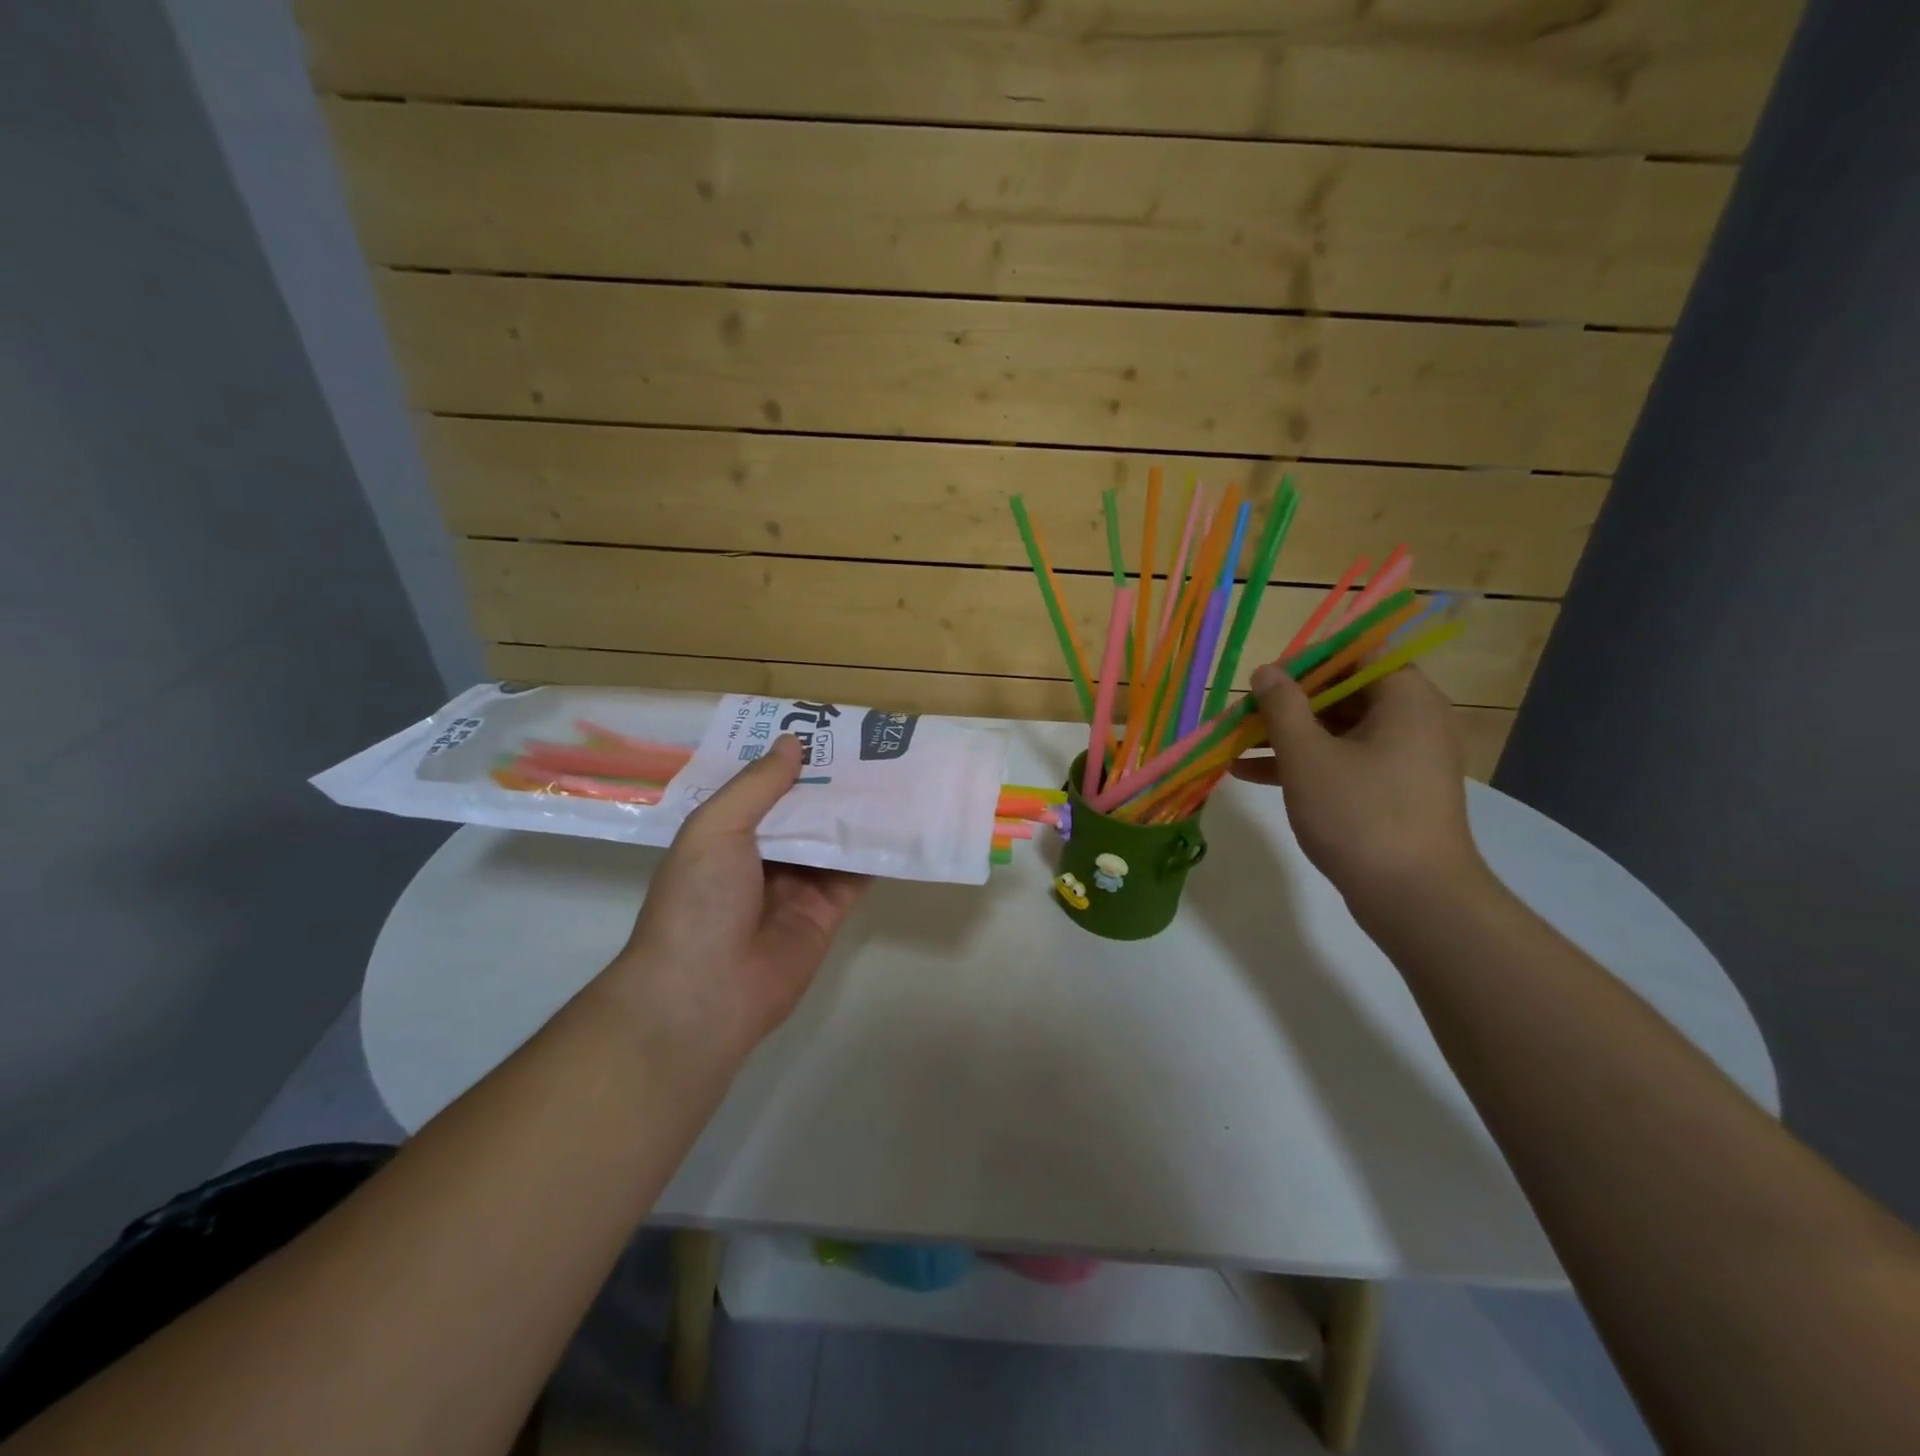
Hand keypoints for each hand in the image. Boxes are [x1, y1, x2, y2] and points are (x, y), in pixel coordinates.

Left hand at [602, 735, 867, 1065]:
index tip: (823, 729)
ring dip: (858, 811)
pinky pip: (855, 874)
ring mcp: (796, 884)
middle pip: (803, 810)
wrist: (706, 993)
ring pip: (833, 838)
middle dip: (830, 781)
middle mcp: (761, 855)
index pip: (761, 786)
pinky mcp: (827, 911)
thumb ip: (757, 785)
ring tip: (894, 771)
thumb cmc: (699, 901)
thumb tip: (793, 742)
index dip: (789, 759)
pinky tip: (901, 821)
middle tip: (870, 744)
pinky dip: (876, 850)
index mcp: (725, 833)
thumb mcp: (716, 828)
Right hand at [1232, 663, 1486, 910]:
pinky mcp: (1394, 790)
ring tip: (1235, 745)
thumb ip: (1282, 707)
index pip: (1354, 653)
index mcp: (1404, 697)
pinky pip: (1345, 761)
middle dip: (1287, 703)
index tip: (1264, 680)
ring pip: (1338, 730)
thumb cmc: (1359, 814)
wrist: (1415, 898)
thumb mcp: (1308, 756)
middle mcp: (1413, 718)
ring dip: (1287, 736)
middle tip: (1243, 715)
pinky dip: (1305, 764)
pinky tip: (1252, 775)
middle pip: (1342, 692)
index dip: (1306, 661)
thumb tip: (1267, 671)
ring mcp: (1405, 757)